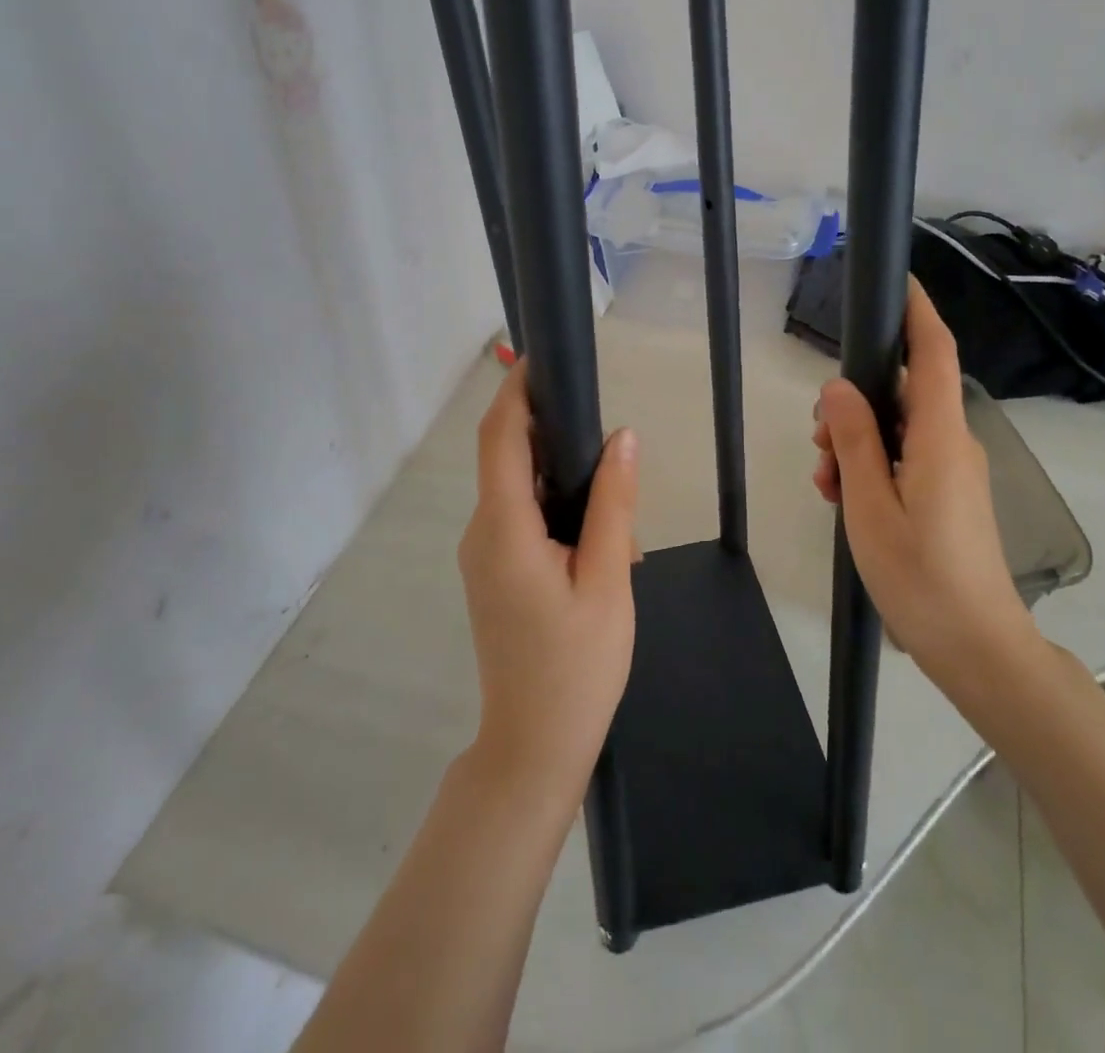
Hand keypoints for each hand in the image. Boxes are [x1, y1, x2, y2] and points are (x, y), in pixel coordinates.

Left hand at [458, 363, 639, 807]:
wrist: (534, 748)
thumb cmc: (577, 667)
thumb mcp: (608, 579)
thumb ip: (614, 503)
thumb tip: (622, 436)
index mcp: (504, 529)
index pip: (500, 438)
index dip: (516, 392)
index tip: (543, 357)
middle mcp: (482, 532)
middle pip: (508, 457)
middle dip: (555, 437)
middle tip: (612, 448)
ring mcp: (483, 554)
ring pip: (518, 489)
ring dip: (563, 480)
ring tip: (617, 517)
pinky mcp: (494, 572)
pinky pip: (520, 518)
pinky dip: (556, 508)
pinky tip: (598, 540)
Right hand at [812, 278, 1040, 706]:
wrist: (978, 647)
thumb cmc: (921, 576)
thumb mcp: (870, 506)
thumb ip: (854, 441)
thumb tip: (838, 388)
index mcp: (940, 437)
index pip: (934, 355)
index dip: (917, 313)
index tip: (898, 281)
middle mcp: (954, 443)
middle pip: (905, 393)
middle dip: (856, 403)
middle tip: (818, 443)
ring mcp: (955, 470)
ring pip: (900, 429)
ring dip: (858, 442)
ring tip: (827, 482)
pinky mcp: (951, 493)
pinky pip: (907, 458)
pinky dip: (874, 465)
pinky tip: (846, 497)